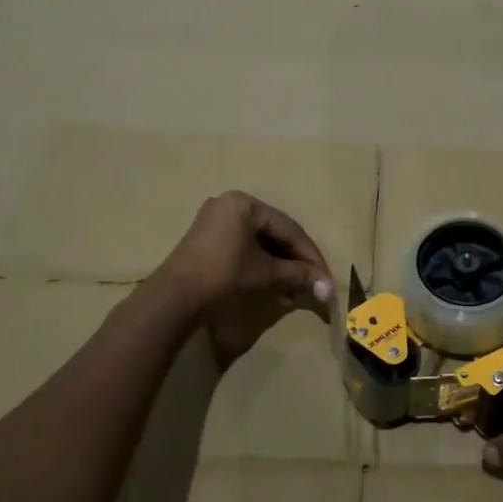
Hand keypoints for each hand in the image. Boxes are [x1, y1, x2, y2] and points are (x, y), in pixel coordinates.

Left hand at [153, 192, 333, 363]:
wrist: (174, 298)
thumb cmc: (224, 275)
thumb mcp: (266, 273)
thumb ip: (298, 274)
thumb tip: (328, 289)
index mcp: (245, 203)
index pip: (289, 229)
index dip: (311, 255)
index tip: (325, 277)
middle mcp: (229, 203)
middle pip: (275, 231)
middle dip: (296, 258)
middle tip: (313, 280)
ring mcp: (215, 219)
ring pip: (260, 239)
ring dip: (280, 261)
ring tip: (296, 282)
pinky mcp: (207, 237)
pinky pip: (244, 244)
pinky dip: (261, 260)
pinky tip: (274, 277)